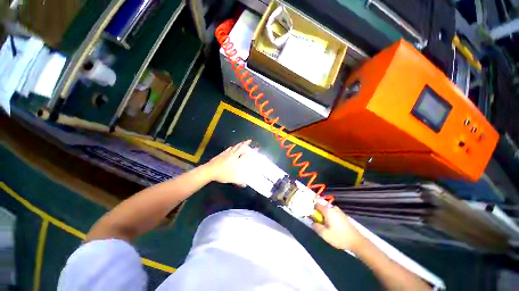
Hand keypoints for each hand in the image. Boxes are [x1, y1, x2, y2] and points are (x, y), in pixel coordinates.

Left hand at [204, 140, 251, 185]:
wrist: (210, 170)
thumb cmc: (222, 174)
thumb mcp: (232, 179)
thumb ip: (239, 182)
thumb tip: (245, 184)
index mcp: (236, 160)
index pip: (245, 155)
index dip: (250, 153)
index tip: (254, 151)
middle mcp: (233, 155)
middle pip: (240, 147)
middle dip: (245, 143)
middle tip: (249, 140)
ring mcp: (227, 153)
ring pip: (234, 147)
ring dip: (239, 144)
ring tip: (242, 143)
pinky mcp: (222, 153)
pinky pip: (229, 148)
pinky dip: (232, 147)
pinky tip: (231, 147)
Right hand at [313, 204, 365, 251]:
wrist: (356, 241)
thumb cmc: (339, 237)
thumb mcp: (324, 234)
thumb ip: (316, 226)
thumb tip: (313, 222)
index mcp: (328, 210)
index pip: (316, 205)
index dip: (313, 210)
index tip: (314, 218)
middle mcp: (333, 208)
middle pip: (322, 208)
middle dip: (319, 215)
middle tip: (321, 225)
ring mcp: (339, 211)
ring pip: (327, 211)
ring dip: (325, 217)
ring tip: (328, 227)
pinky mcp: (343, 215)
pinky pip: (333, 213)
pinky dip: (331, 218)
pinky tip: (334, 227)